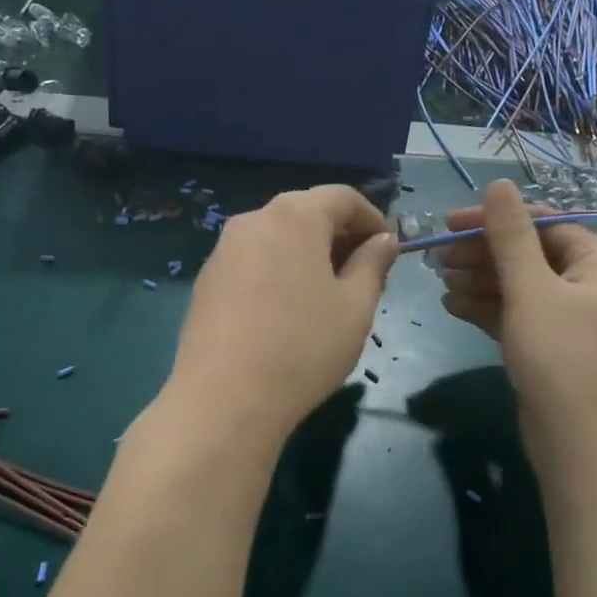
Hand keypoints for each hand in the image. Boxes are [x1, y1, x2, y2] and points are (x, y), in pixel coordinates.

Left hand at [167, 185, 396, 442]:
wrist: (224, 399)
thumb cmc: (304, 347)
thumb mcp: (356, 306)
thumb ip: (373, 264)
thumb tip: (384, 240)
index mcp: (294, 216)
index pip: (342, 197)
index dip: (372, 218)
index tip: (390, 248)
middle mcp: (253, 220)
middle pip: (306, 214)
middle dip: (340, 237)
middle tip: (365, 275)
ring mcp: (223, 251)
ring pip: (277, 239)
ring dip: (309, 256)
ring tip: (328, 296)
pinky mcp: (206, 282)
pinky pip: (253, 263)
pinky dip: (279, 272)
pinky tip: (288, 312)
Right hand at [434, 179, 596, 454]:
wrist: (584, 446)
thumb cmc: (563, 357)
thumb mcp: (532, 290)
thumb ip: (511, 236)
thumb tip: (499, 183)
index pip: (542, 224)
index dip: (494, 220)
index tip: (448, 224)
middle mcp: (590, 285)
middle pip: (529, 254)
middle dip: (482, 254)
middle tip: (436, 257)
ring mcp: (571, 320)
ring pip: (520, 287)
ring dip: (480, 281)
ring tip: (439, 281)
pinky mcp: (552, 349)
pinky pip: (517, 316)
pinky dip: (487, 309)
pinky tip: (452, 305)